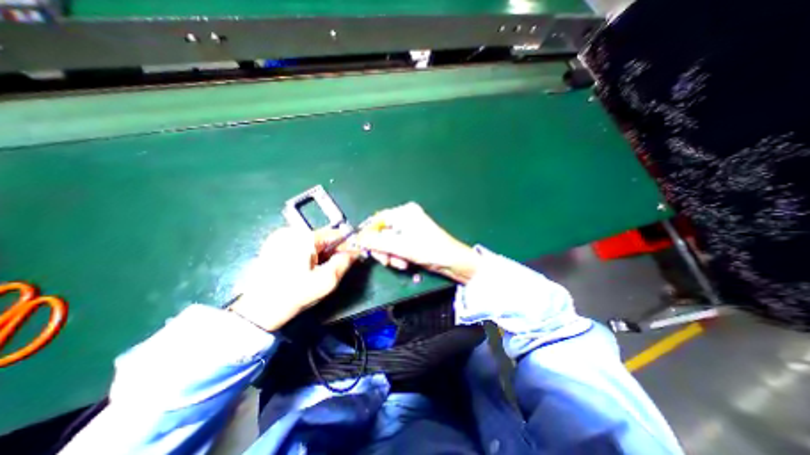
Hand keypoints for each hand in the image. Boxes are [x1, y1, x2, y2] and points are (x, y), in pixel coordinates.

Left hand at [227, 227, 354, 329]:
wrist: (257, 311)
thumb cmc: (293, 295)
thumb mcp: (325, 281)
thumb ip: (344, 263)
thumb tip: (356, 252)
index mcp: (303, 237)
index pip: (335, 234)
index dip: (347, 245)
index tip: (355, 257)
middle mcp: (291, 231)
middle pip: (324, 238)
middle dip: (334, 251)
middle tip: (337, 268)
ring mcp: (280, 237)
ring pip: (313, 243)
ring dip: (322, 254)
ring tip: (321, 271)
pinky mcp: (274, 245)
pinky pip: (301, 246)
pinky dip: (310, 255)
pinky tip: (307, 269)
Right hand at [356, 203, 479, 284]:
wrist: (452, 261)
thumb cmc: (428, 250)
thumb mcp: (400, 246)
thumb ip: (377, 242)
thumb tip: (358, 238)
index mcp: (404, 212)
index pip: (377, 219)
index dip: (369, 234)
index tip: (364, 248)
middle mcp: (406, 217)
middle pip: (382, 232)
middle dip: (383, 249)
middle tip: (386, 261)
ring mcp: (409, 228)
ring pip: (389, 241)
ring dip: (391, 255)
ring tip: (400, 264)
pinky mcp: (413, 239)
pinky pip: (397, 246)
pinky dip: (398, 255)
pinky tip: (404, 263)